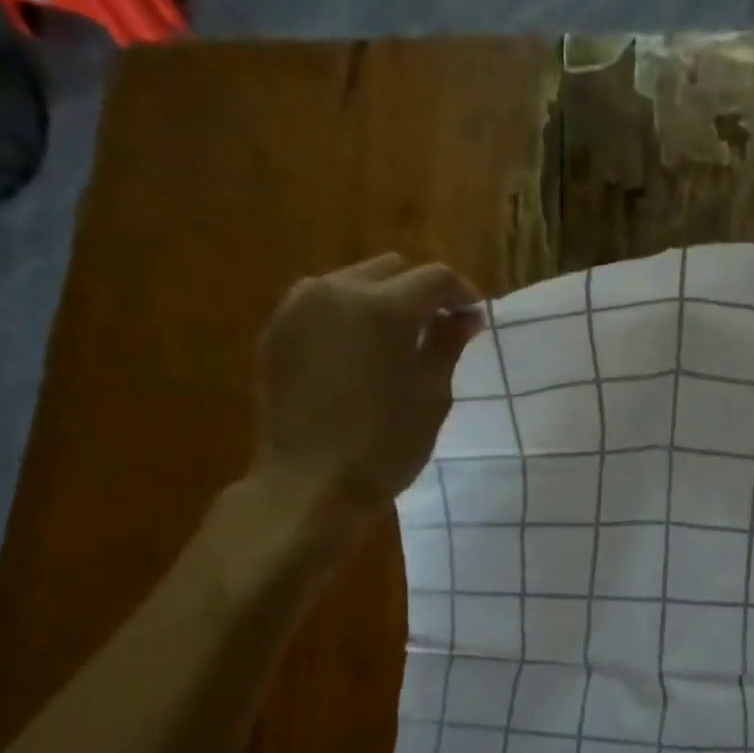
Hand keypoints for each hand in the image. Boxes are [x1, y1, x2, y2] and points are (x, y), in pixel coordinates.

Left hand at [251, 254, 482, 526]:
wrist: (309, 483)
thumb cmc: (385, 446)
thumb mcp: (432, 396)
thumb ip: (448, 344)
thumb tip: (466, 316)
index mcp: (383, 307)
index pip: (435, 278)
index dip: (462, 294)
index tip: (475, 318)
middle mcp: (337, 290)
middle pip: (392, 269)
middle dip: (421, 292)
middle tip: (439, 329)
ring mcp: (299, 307)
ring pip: (353, 280)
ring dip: (382, 299)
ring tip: (396, 340)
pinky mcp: (277, 329)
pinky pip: (322, 304)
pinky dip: (348, 316)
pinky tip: (358, 353)